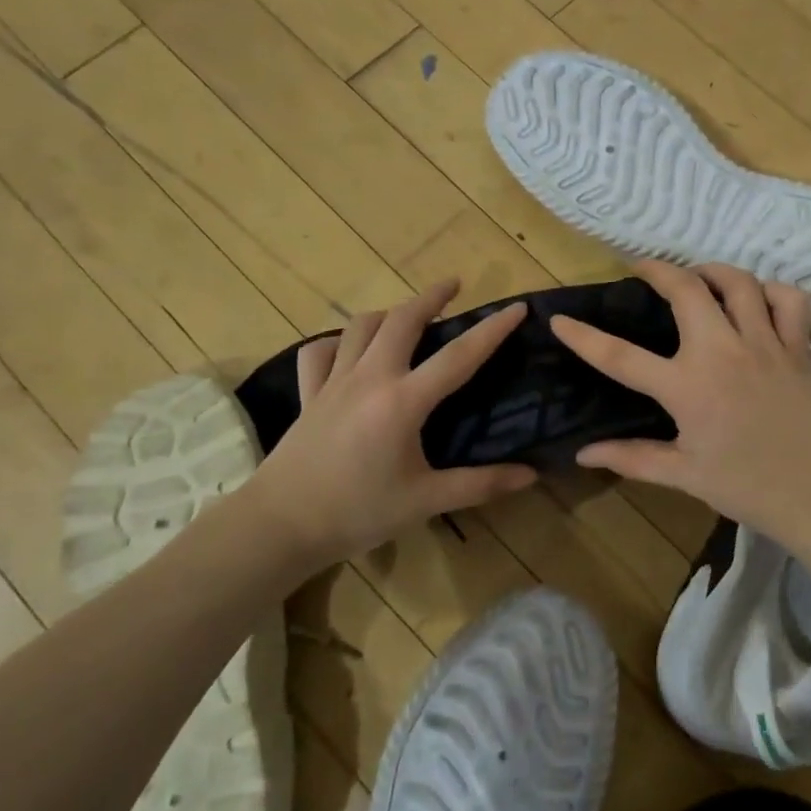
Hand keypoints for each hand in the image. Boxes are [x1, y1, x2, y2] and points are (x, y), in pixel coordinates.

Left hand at [241, 280, 537, 565]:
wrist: (279, 525)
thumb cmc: (358, 512)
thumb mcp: (426, 501)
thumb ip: (480, 485)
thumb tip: (531, 475)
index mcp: (404, 401)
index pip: (459, 355)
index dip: (492, 329)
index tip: (517, 307)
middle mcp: (370, 378)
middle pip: (403, 320)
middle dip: (432, 296)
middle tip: (455, 285)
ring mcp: (334, 382)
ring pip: (361, 327)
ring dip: (389, 312)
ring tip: (408, 314)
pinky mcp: (308, 395)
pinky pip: (320, 353)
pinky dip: (338, 342)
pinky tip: (349, 349)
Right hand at [550, 261, 810, 543]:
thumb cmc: (748, 488)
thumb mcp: (684, 475)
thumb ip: (632, 458)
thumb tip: (583, 454)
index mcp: (688, 387)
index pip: (621, 357)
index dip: (584, 337)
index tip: (559, 319)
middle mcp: (723, 352)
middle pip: (686, 290)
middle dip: (658, 269)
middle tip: (642, 269)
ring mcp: (765, 344)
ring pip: (739, 283)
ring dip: (712, 270)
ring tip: (696, 276)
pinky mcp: (798, 348)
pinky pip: (789, 301)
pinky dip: (772, 290)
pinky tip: (757, 298)